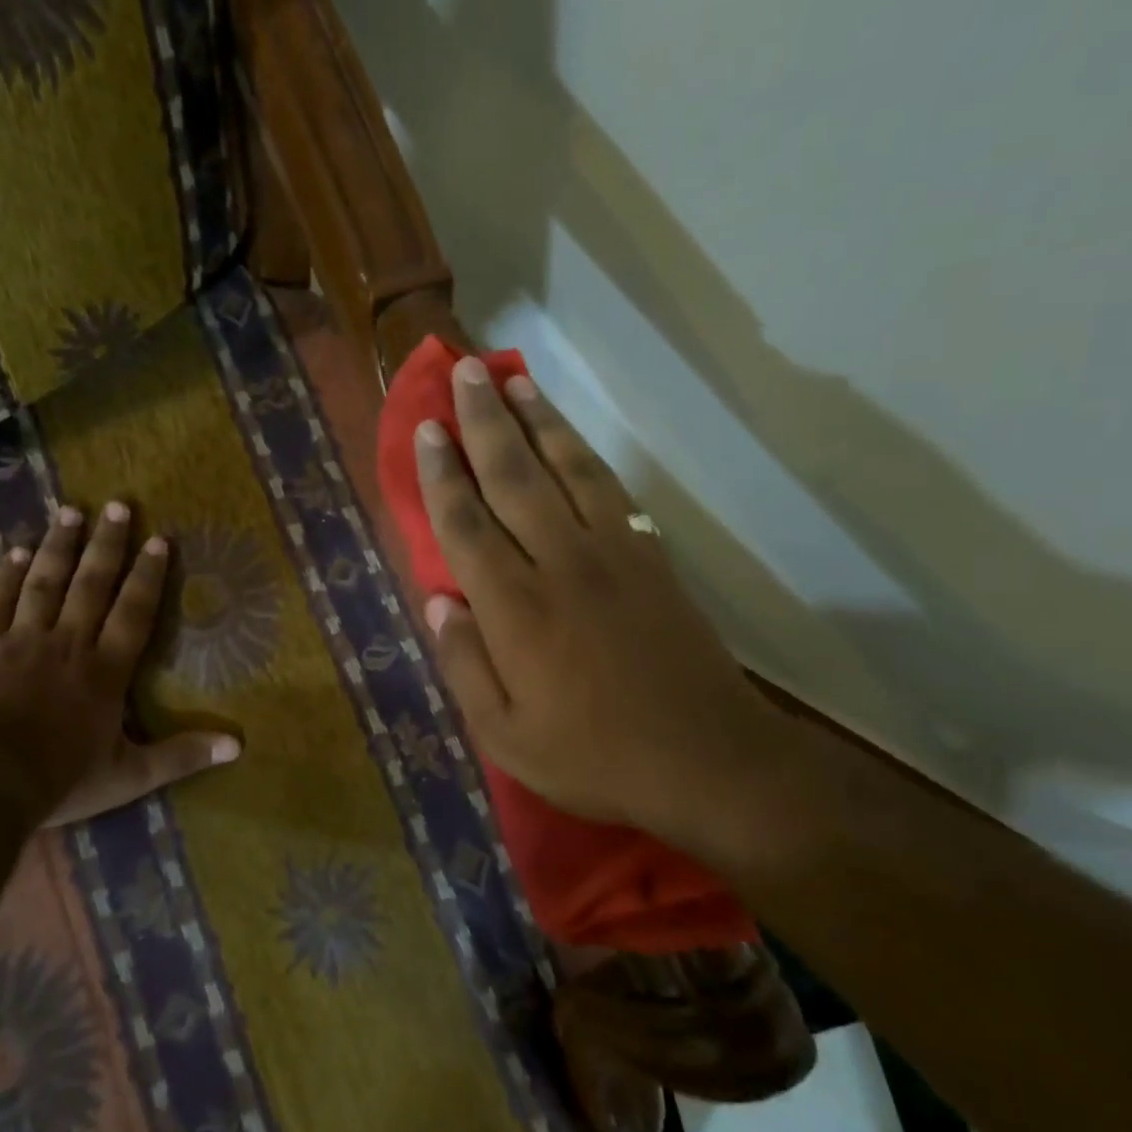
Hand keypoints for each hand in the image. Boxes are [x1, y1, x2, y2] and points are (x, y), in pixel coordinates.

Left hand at [0, 501, 239, 825]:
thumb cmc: (61, 779)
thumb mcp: (131, 775)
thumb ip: (182, 755)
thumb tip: (238, 745)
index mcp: (106, 670)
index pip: (134, 612)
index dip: (149, 576)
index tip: (160, 540)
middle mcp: (68, 643)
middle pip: (91, 584)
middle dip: (107, 545)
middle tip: (118, 506)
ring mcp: (21, 641)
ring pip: (45, 583)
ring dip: (59, 546)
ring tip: (70, 511)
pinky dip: (5, 576)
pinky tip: (14, 551)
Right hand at [414, 358, 791, 844]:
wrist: (706, 758)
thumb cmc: (594, 756)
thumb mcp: (506, 736)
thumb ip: (464, 665)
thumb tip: (437, 603)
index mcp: (516, 609)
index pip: (466, 525)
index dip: (441, 475)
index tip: (426, 430)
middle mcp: (560, 563)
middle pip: (514, 477)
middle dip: (484, 422)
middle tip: (464, 373)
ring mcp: (611, 553)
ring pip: (566, 468)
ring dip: (537, 420)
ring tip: (514, 379)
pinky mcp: (650, 556)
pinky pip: (610, 489)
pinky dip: (583, 453)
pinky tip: (569, 436)